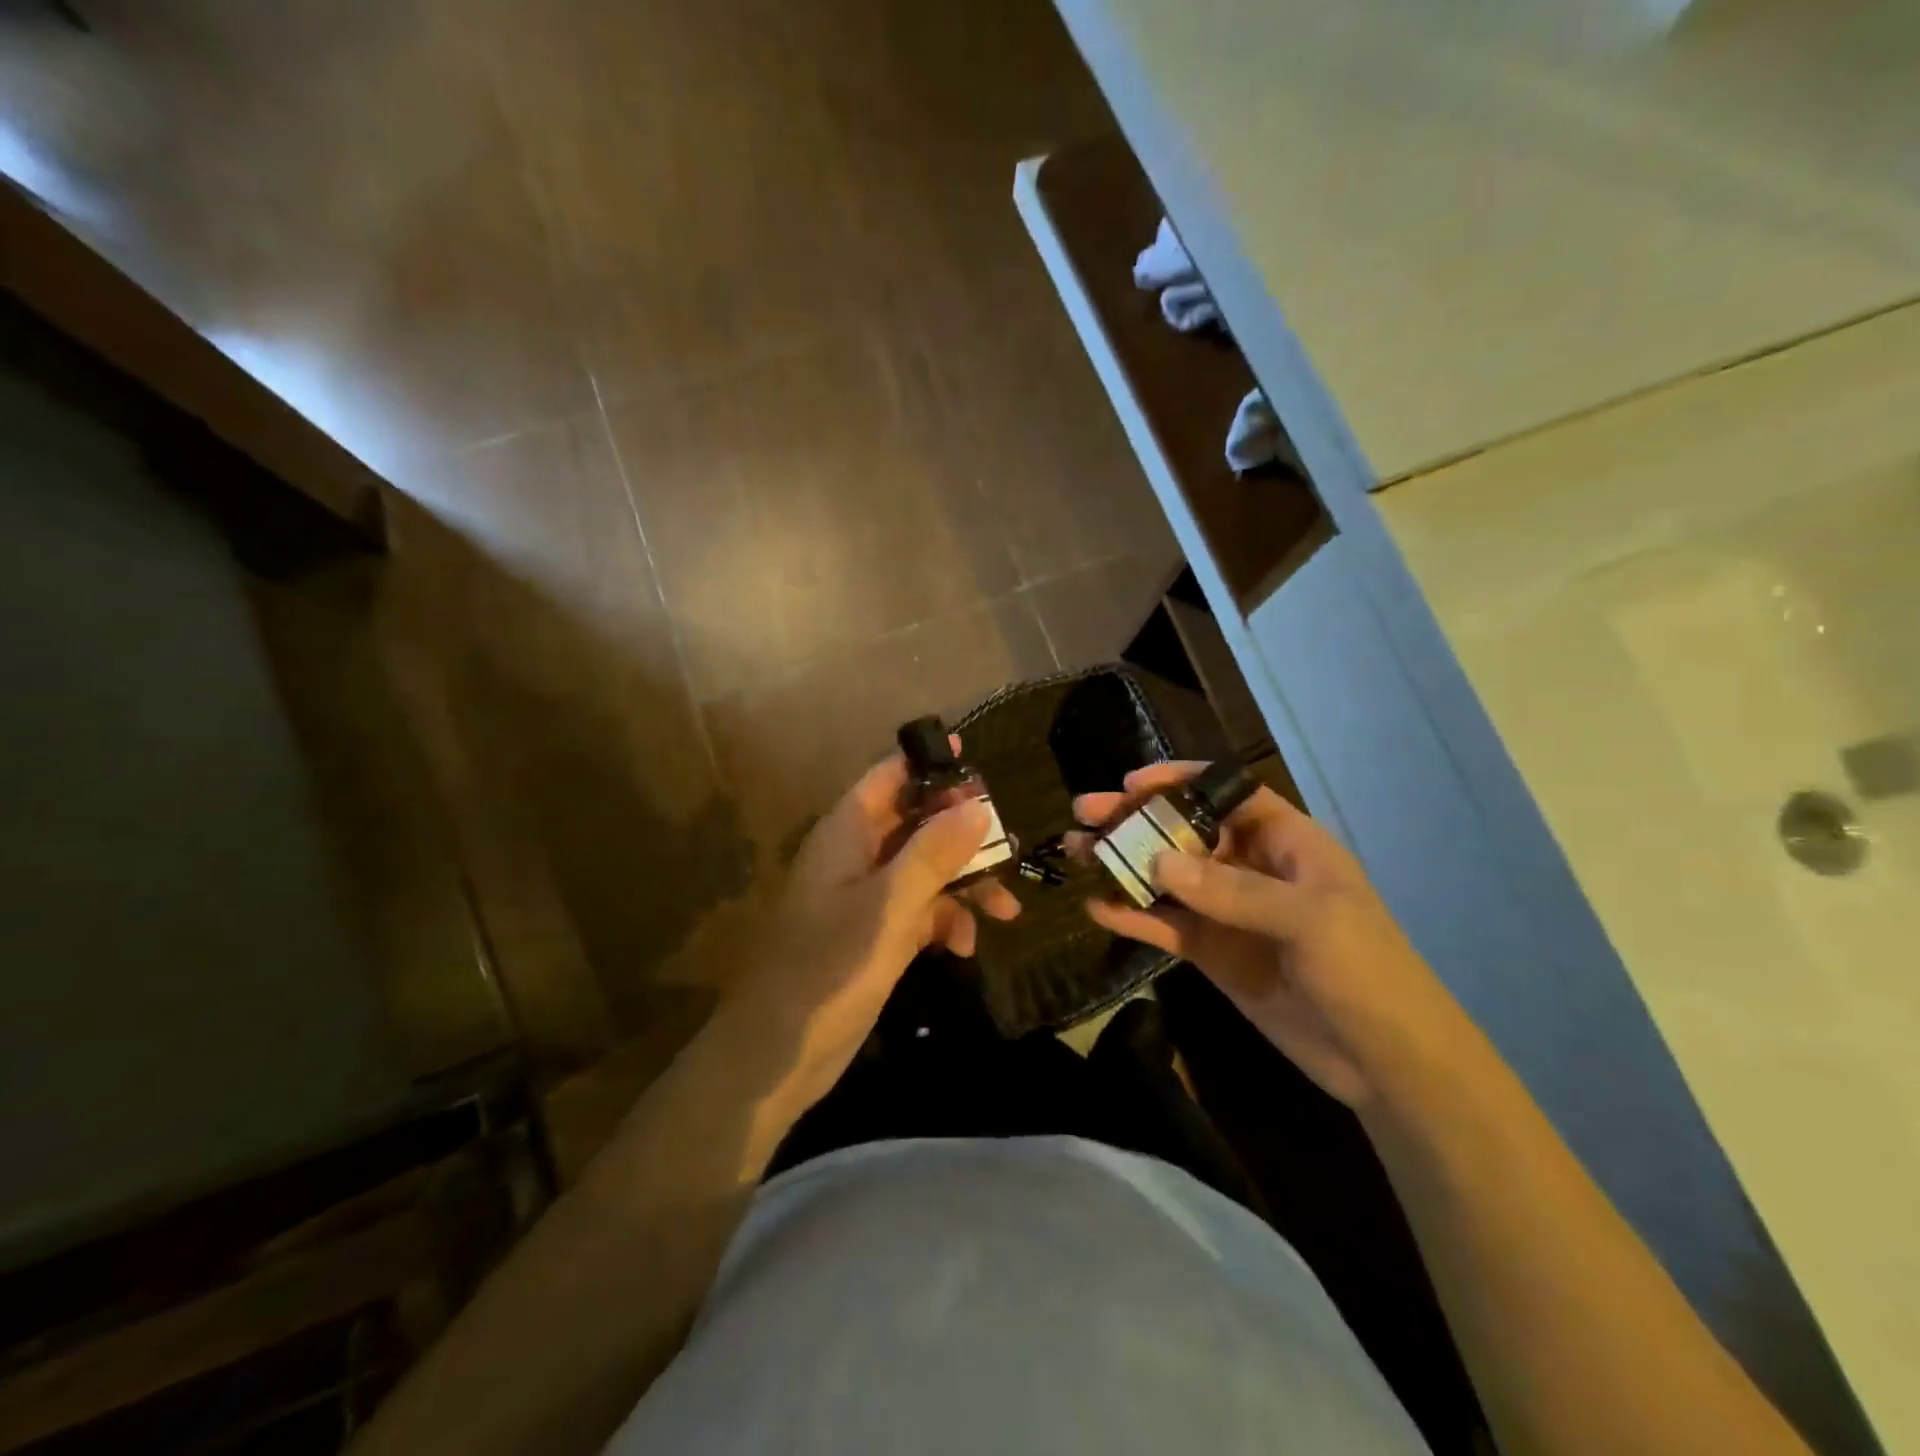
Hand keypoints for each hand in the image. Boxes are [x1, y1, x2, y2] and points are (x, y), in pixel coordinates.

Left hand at [731, 740, 1019, 1113]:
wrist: (779, 1053)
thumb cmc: (829, 966)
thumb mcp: (889, 905)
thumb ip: (933, 853)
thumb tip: (977, 805)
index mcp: (847, 833)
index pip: (888, 777)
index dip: (927, 763)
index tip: (971, 756)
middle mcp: (856, 856)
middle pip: (916, 822)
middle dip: (963, 834)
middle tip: (1010, 844)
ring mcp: (866, 897)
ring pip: (925, 870)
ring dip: (965, 884)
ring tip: (1006, 908)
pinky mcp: (875, 935)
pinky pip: (920, 911)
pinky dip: (946, 922)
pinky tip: (965, 946)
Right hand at [1071, 762, 1471, 1109]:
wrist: (1387, 1062)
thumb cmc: (1366, 972)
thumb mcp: (1308, 919)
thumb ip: (1231, 889)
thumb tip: (1157, 860)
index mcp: (1286, 842)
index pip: (1227, 793)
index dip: (1180, 781)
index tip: (1132, 783)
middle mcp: (1250, 868)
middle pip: (1184, 831)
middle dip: (1136, 820)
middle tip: (1085, 812)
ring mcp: (1228, 912)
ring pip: (1166, 877)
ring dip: (1123, 864)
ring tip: (1077, 853)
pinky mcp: (1212, 953)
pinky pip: (1165, 925)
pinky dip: (1132, 916)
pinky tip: (1098, 908)